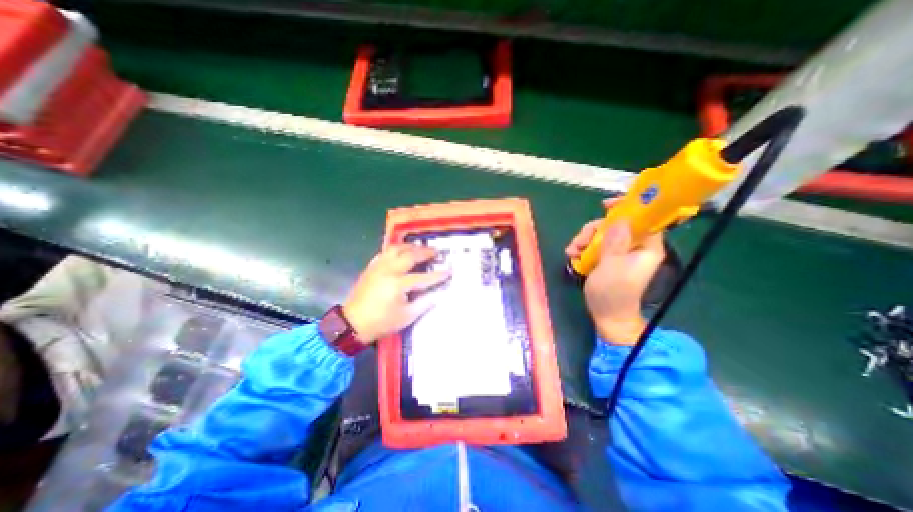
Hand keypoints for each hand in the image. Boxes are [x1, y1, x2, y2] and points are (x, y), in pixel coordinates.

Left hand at [340, 243, 450, 344]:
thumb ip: (425, 303)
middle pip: (411, 255)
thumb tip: (439, 293)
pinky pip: (385, 252)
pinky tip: (401, 252)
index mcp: (399, 284)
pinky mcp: (372, 267)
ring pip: (397, 248)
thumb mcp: (407, 317)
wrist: (352, 323)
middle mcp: (389, 270)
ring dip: (411, 246)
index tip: (450, 271)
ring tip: (420, 248)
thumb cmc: (382, 322)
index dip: (439, 275)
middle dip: (426, 252)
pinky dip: (396, 249)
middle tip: (436, 252)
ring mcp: (379, 266)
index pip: (424, 277)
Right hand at [564, 199, 663, 344]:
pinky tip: (572, 255)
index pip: (643, 218)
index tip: (605, 204)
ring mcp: (619, 252)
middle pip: (615, 224)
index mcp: (645, 247)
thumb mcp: (611, 267)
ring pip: (601, 233)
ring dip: (584, 239)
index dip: (627, 208)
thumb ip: (615, 242)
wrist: (607, 316)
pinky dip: (582, 247)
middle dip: (594, 230)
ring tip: (572, 252)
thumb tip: (619, 219)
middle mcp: (634, 246)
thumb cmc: (612, 293)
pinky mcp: (607, 258)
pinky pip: (594, 244)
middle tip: (579, 240)